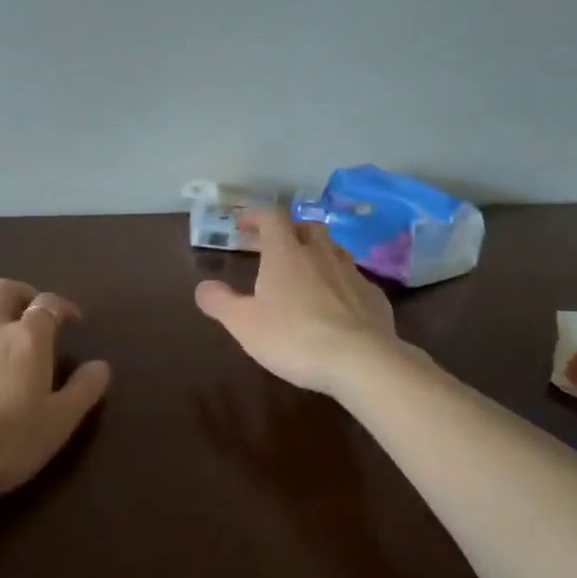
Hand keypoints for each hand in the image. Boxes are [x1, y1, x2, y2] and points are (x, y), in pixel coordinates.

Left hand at [0, 278, 111, 505]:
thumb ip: (83, 390)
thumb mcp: (57, 424)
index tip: (72, 320)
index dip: (63, 306)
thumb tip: (101, 365)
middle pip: (6, 288)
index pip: (49, 304)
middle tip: (31, 311)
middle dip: (23, 292)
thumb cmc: (2, 444)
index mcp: (27, 338)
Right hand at [194, 206, 401, 394]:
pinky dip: (340, 283)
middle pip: (307, 227)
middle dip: (289, 232)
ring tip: (306, 273)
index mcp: (286, 254)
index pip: (272, 217)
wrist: (361, 361)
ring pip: (333, 250)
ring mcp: (352, 273)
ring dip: (317, 254)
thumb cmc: (294, 338)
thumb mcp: (244, 324)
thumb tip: (203, 287)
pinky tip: (336, 304)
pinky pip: (353, 279)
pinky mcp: (374, 296)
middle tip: (275, 247)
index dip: (256, 216)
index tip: (243, 225)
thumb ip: (220, 302)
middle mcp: (321, 254)